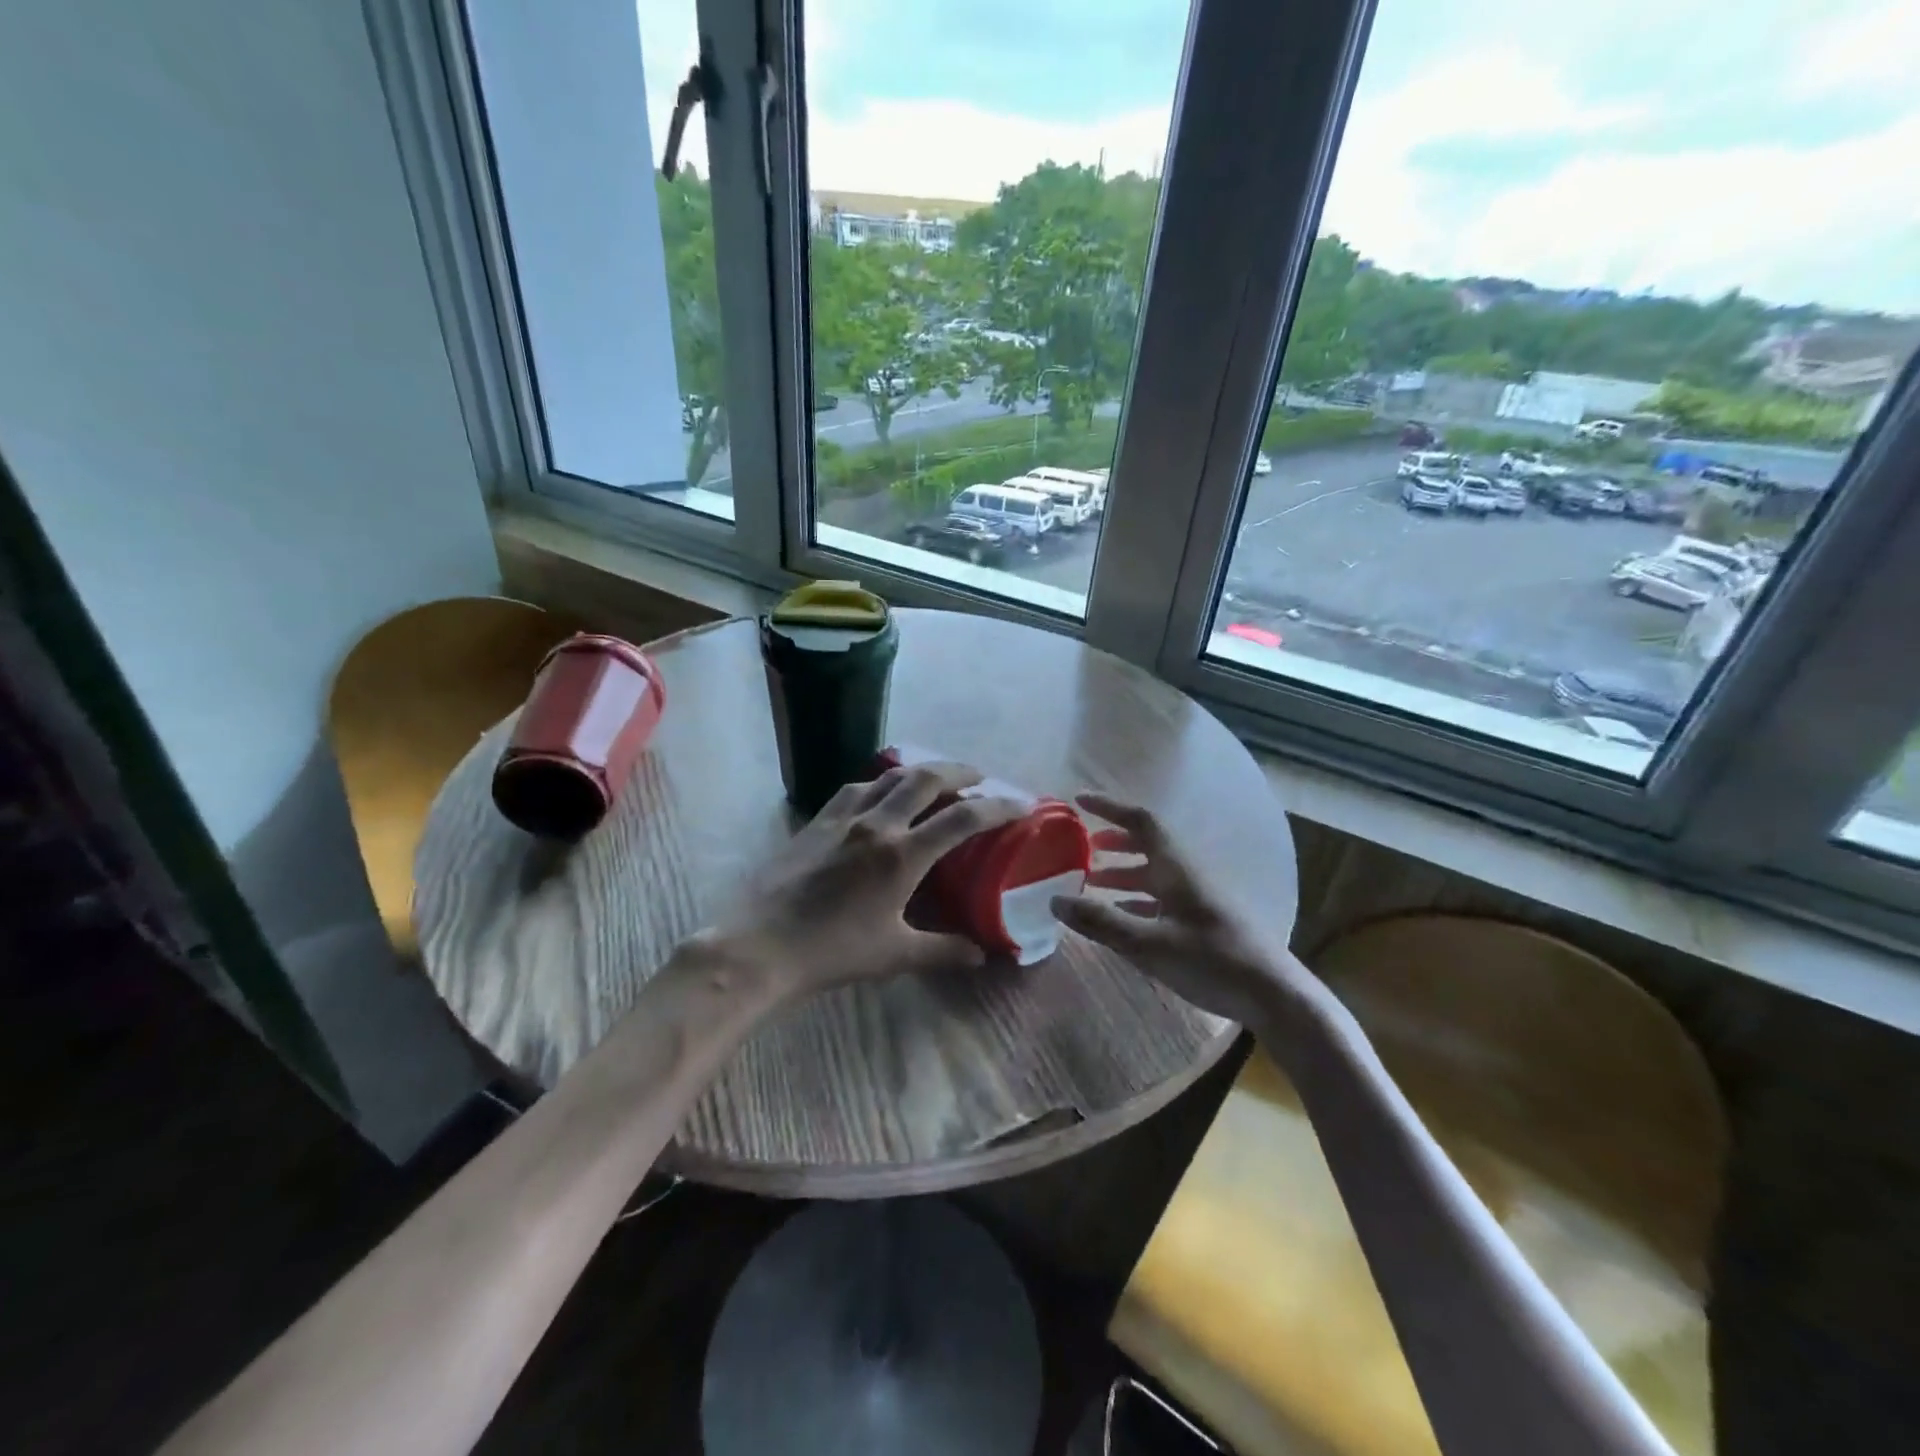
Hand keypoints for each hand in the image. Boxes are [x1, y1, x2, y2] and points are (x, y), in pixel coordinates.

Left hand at [704, 761, 1027, 1002]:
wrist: (760, 944)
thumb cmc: (833, 951)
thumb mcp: (896, 955)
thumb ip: (943, 951)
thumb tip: (983, 956)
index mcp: (902, 855)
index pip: (962, 819)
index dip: (998, 806)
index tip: (1022, 802)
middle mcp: (877, 824)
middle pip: (926, 778)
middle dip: (959, 771)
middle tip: (979, 776)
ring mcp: (843, 818)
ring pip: (888, 776)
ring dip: (919, 772)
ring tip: (935, 780)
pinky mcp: (816, 822)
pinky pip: (856, 789)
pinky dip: (879, 784)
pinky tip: (879, 797)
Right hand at [1051, 792, 1312, 1025]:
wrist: (1273, 995)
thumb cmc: (1211, 960)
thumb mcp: (1150, 944)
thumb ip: (1102, 922)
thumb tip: (1055, 901)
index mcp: (1176, 868)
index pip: (1141, 821)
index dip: (1110, 807)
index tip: (1079, 801)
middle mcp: (1187, 874)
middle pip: (1147, 844)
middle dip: (1113, 840)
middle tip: (1082, 846)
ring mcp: (1197, 898)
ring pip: (1153, 872)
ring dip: (1122, 872)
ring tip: (1091, 882)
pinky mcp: (1202, 921)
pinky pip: (1161, 897)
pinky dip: (1135, 899)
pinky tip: (1121, 915)